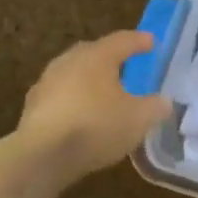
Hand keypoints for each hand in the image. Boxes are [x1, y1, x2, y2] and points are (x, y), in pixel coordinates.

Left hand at [14, 30, 171, 181]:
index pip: (123, 40)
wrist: (42, 156)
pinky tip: (82, 115)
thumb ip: (156, 106)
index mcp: (97, 57)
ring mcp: (47, 83)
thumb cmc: (96, 127)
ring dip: (89, 79)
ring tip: (104, 92)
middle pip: (94, 52)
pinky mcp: (33, 106)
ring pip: (74, 73)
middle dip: (111, 57)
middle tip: (126, 64)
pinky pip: (61, 95)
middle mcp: (69, 62)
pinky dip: (74, 99)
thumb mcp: (139, 119)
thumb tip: (164, 101)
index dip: (140, 41)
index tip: (152, 42)